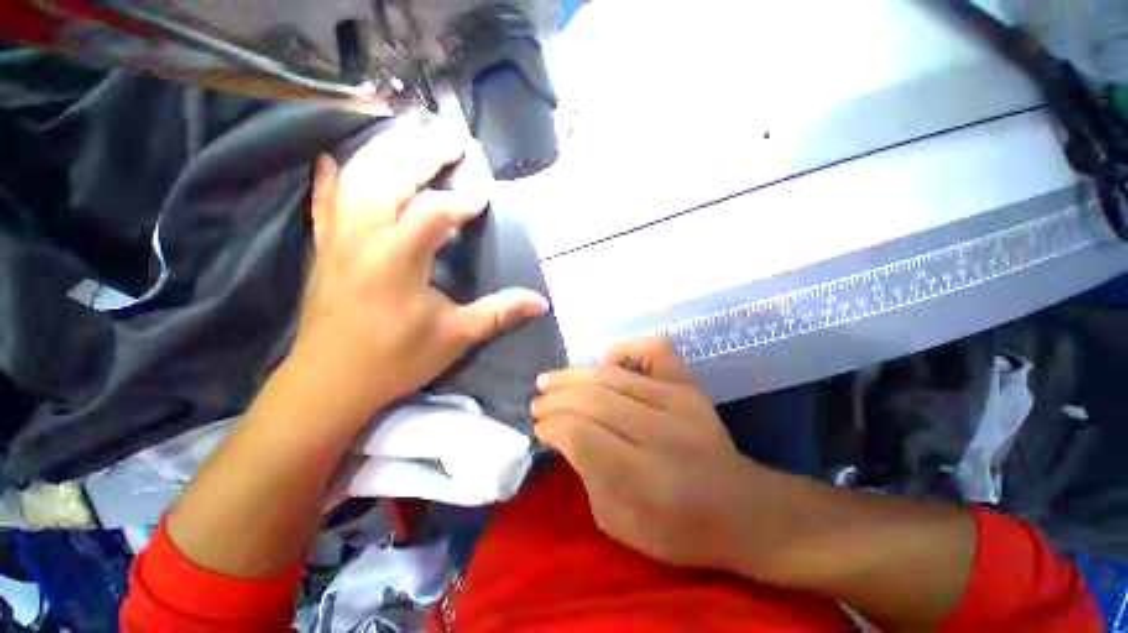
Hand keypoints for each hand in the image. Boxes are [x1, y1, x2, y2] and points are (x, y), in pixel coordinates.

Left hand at [290, 125, 548, 417]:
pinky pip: (323, 203)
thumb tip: (541, 303)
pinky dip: (331, 179)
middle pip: (391, 177)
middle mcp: (364, 236)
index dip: (462, 202)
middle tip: (451, 140)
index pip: (434, 211)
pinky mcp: (324, 249)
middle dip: (424, 154)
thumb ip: (499, 313)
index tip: (483, 199)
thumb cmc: (397, 359)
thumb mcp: (457, 336)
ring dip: (387, 155)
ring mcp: (338, 239)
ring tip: (412, 141)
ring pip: (358, 180)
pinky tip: (333, 160)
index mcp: (398, 257)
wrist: (331, 382)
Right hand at [532, 337, 764, 569]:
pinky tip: (605, 361)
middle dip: (556, 399)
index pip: (581, 435)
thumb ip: (586, 474)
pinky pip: (654, 350)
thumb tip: (563, 432)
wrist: (742, 509)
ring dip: (574, 375)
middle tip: (538, 402)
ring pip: (612, 376)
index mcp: (644, 480)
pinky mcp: (690, 386)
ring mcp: (681, 402)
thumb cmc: (677, 529)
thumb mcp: (617, 522)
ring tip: (551, 380)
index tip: (540, 428)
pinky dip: (624, 348)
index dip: (553, 427)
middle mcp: (662, 434)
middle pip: (593, 399)